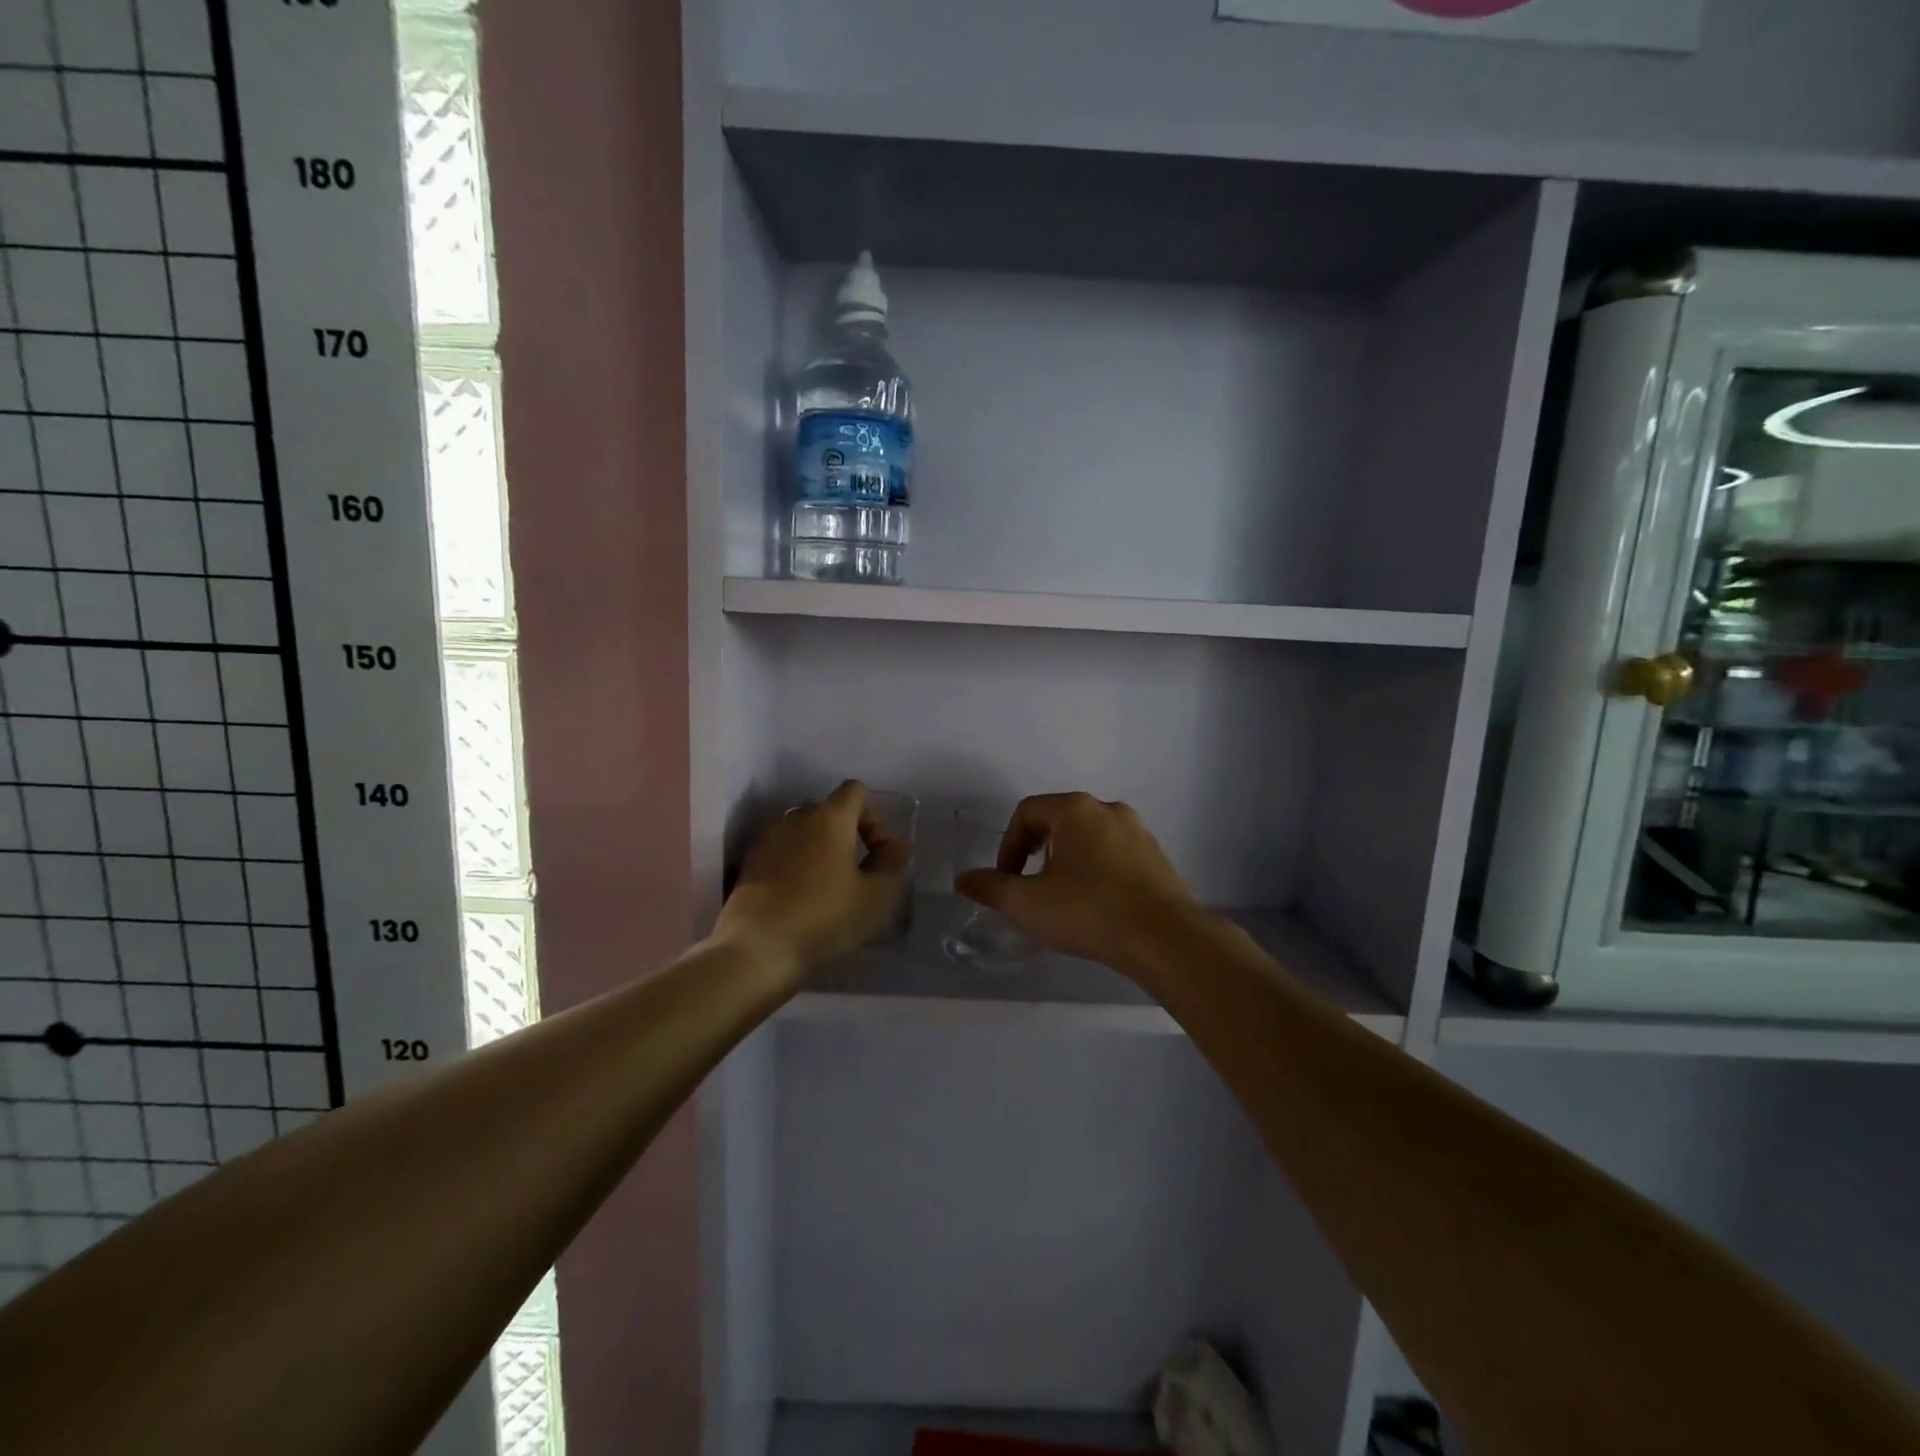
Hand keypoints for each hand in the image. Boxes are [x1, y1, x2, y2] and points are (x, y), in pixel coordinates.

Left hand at [716, 780, 910, 976]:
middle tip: (859, 871)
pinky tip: (802, 898)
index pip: (855, 791)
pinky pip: (783, 852)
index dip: (874, 816)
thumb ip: (891, 864)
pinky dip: (797, 865)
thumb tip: (898, 844)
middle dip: (847, 833)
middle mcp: (797, 818)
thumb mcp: (875, 896)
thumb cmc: (824, 916)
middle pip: (828, 810)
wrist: (756, 949)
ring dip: (820, 850)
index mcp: (830, 817)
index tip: (879, 852)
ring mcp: (769, 839)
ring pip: (803, 832)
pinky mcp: (750, 864)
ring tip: (830, 886)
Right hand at [953, 792, 1202, 968]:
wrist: (1165, 938)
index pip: (1027, 812)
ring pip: (1089, 839)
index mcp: (1075, 809)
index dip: (1008, 845)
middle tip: (1031, 889)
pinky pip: (1115, 856)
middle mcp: (1109, 810)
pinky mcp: (1158, 858)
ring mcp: (1139, 832)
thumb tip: (962, 879)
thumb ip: (991, 888)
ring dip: (1068, 863)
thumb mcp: (1028, 903)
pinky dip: (1097, 873)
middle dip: (1037, 853)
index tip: (1006, 880)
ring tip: (1063, 901)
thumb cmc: (1088, 910)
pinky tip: (1097, 907)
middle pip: (1059, 821)